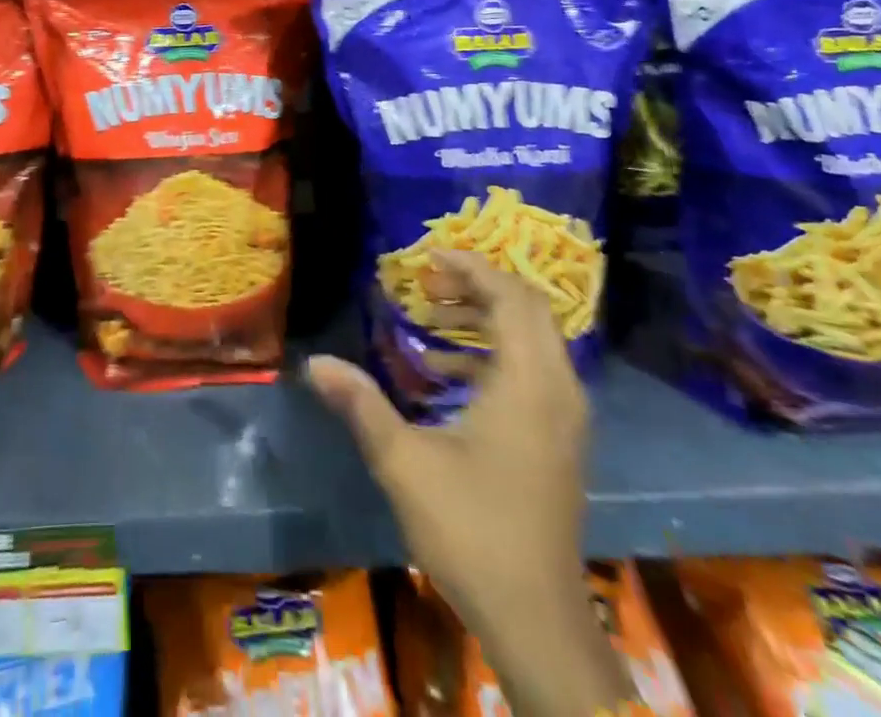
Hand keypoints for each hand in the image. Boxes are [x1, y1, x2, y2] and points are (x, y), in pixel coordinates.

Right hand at [307, 250, 590, 649]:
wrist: (537, 620)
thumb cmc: (472, 530)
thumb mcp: (404, 462)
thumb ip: (361, 404)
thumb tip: (315, 364)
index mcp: (529, 384)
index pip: (511, 297)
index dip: (471, 268)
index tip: (426, 258)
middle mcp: (558, 390)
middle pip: (529, 309)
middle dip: (478, 286)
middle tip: (427, 283)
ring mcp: (566, 417)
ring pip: (535, 338)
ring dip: (488, 316)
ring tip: (434, 317)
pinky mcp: (561, 439)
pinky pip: (535, 368)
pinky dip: (497, 350)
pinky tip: (449, 371)